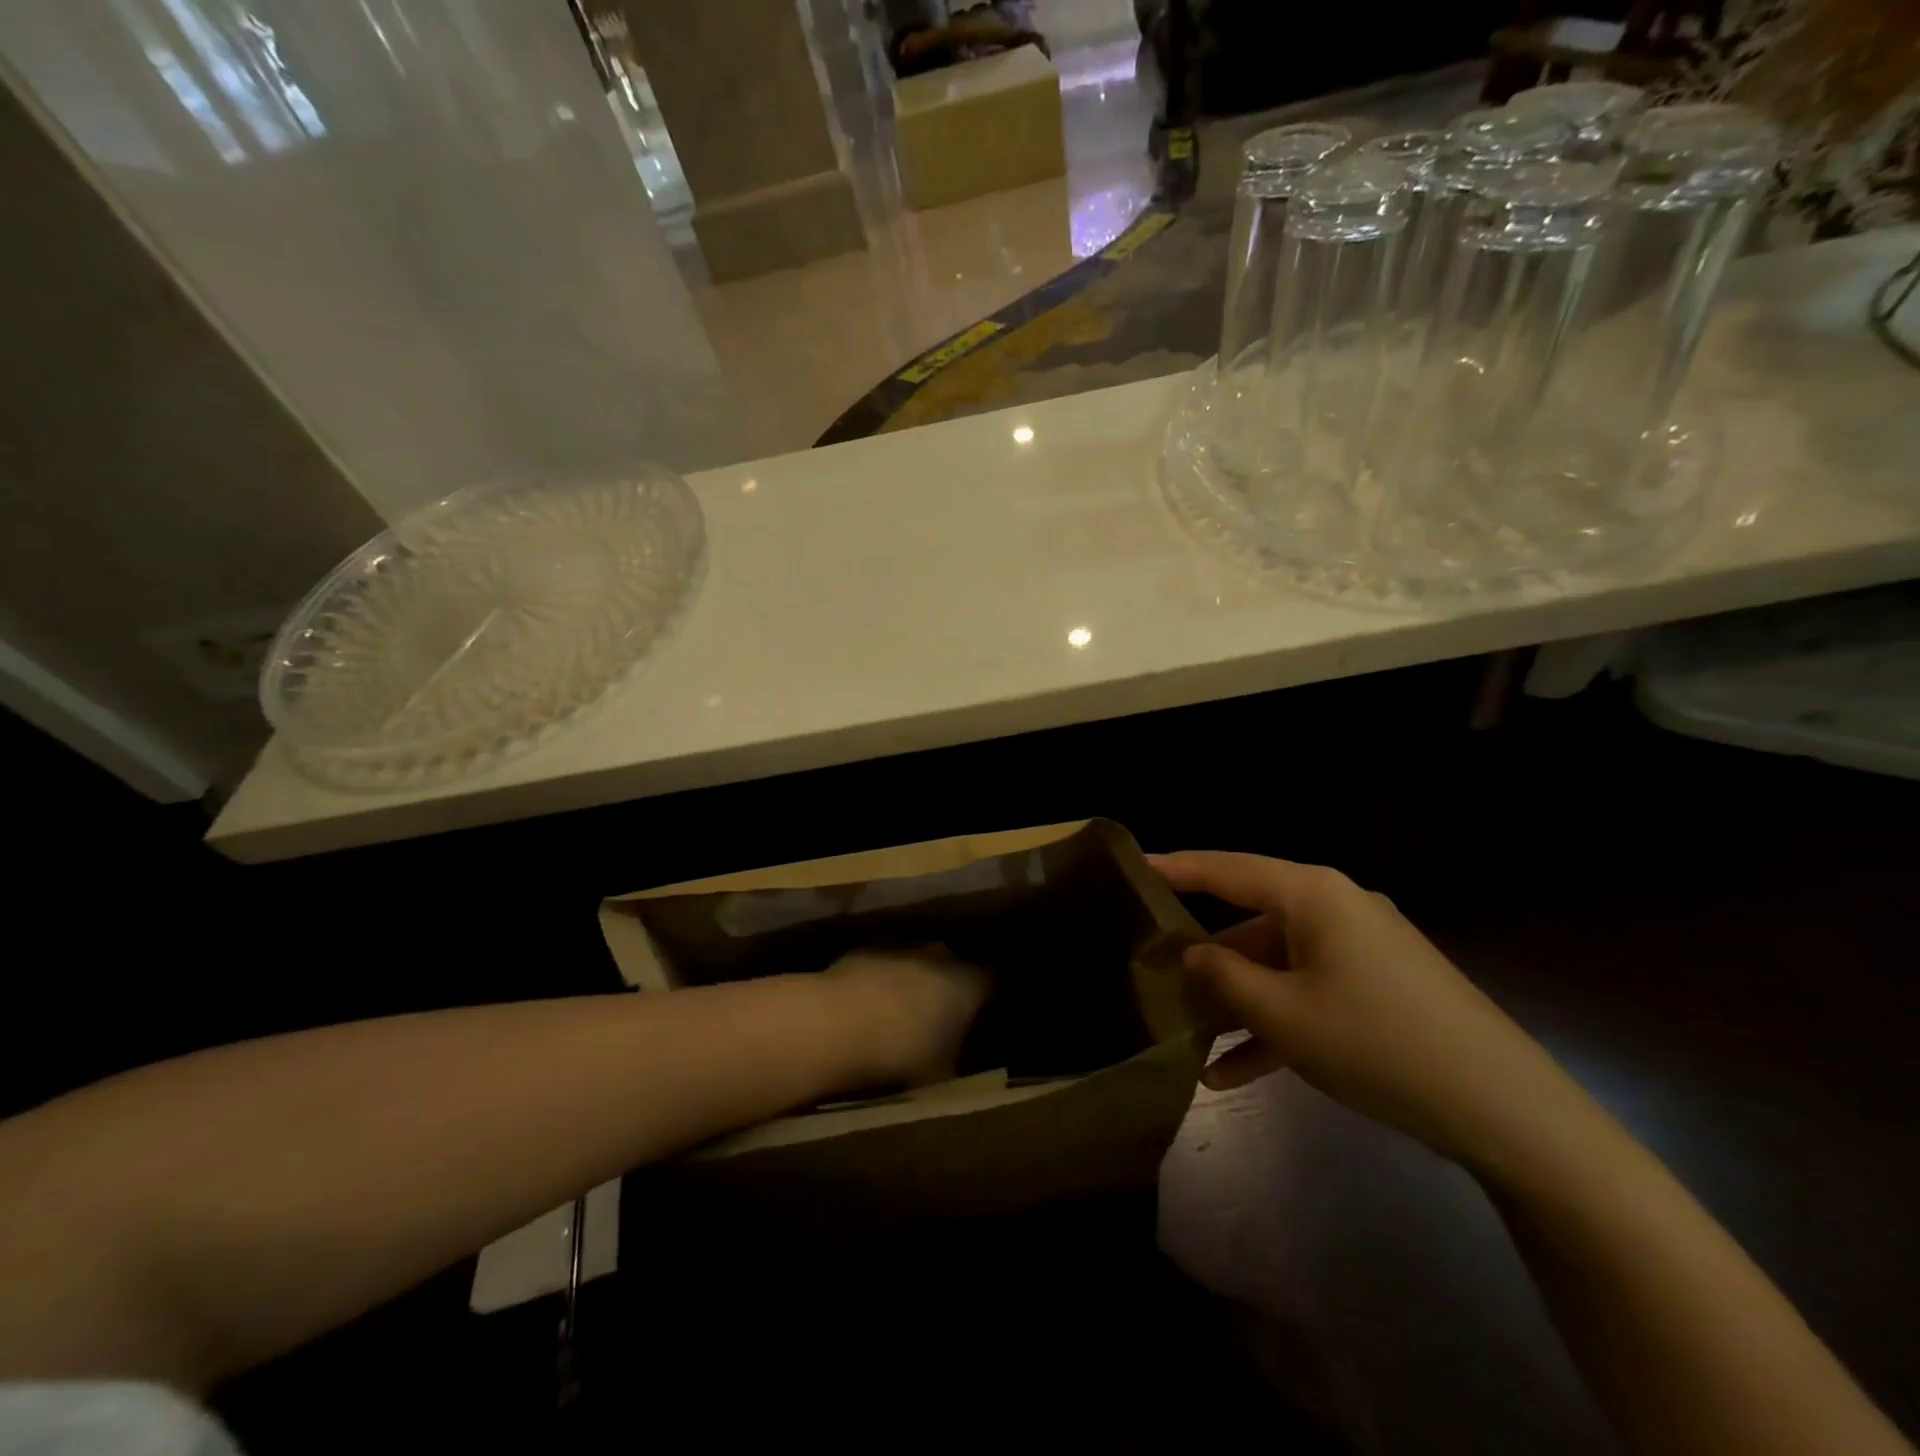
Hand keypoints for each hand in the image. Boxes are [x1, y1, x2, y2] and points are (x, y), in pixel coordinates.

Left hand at [825, 949, 991, 1087]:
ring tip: (905, 1006)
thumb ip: (955, 1056)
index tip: (989, 1007)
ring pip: (917, 959)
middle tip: (944, 1010)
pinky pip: (885, 963)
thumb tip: (958, 1054)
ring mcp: (902, 948)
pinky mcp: (866, 949)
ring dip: (914, 977)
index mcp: (968, 985)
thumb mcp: (940, 1072)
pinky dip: (883, 978)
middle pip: (954, 963)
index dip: (991, 992)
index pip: (993, 978)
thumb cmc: (901, 1053)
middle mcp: (940, 957)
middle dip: (950, 982)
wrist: (837, 1024)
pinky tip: (871, 1002)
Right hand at [1151, 852, 1584, 1169]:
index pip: (1226, 869)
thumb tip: (1191, 953)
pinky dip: (1275, 1025)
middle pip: (1250, 922)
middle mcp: (1335, 909)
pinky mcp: (1378, 988)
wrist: (1506, 1112)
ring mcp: (1360, 950)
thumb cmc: (1378, 1044)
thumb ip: (1224, 978)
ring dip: (1236, 1004)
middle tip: (1151, 972)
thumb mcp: (1284, 1015)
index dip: (1175, 868)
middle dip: (1203, 957)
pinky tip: (1232, 1074)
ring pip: (1277, 966)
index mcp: (1312, 895)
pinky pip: (1310, 994)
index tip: (1131, 866)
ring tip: (1186, 1040)